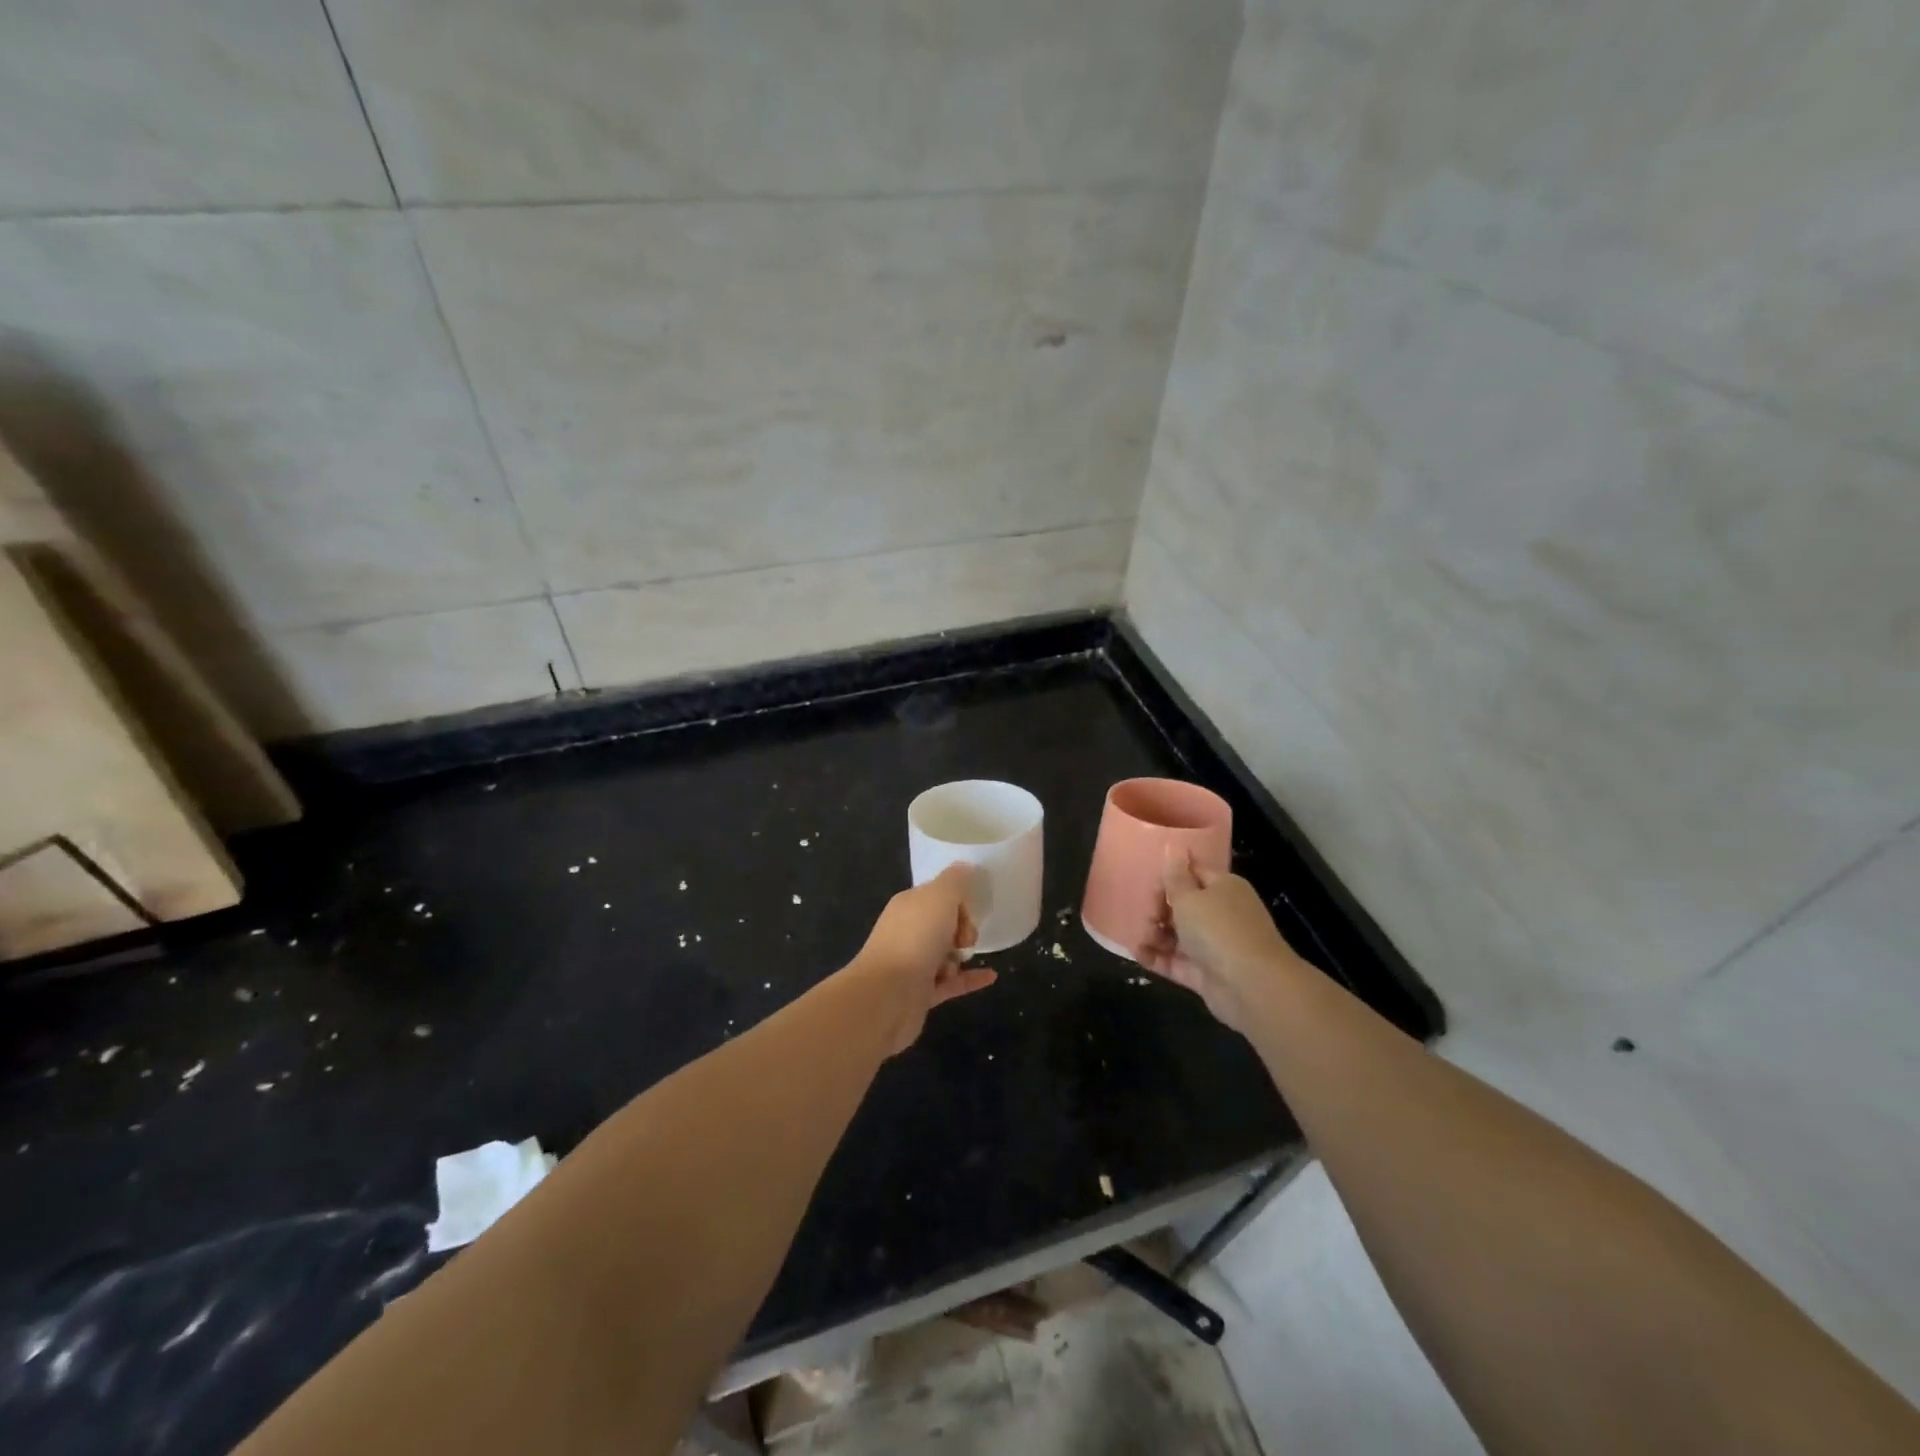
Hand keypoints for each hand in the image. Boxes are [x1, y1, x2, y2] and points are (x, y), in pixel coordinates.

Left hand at [853, 864, 997, 1053]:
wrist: (887, 995)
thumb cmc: (915, 939)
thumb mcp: (939, 897)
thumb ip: (955, 880)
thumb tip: (964, 866)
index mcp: (908, 905)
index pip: (938, 895)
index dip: (958, 901)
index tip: (969, 911)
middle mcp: (908, 932)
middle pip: (944, 924)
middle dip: (962, 930)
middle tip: (965, 939)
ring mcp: (913, 964)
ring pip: (947, 954)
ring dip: (961, 957)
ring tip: (959, 962)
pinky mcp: (921, 993)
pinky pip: (952, 982)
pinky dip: (970, 979)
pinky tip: (991, 976)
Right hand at [1137, 849, 1296, 1034]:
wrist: (1251, 986)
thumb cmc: (1218, 928)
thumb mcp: (1189, 896)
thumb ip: (1175, 876)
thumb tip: (1173, 846)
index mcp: (1224, 888)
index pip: (1193, 873)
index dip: (1169, 876)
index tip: (1146, 882)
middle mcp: (1221, 914)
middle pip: (1183, 905)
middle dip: (1158, 908)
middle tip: (1142, 914)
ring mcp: (1214, 946)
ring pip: (1178, 935)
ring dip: (1155, 934)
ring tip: (1139, 936)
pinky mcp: (1205, 974)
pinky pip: (1176, 961)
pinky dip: (1157, 958)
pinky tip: (1137, 954)